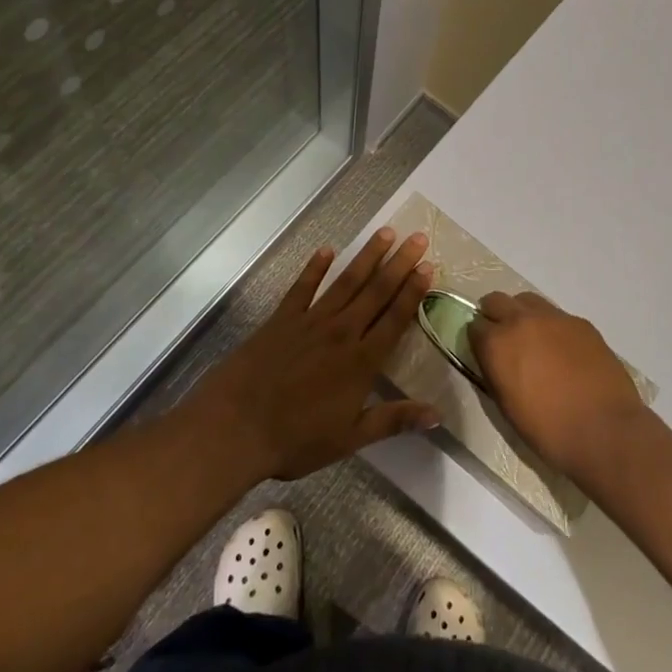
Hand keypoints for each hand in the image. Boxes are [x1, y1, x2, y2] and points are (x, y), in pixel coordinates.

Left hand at [189, 228, 439, 479]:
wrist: (235, 426)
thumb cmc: (296, 439)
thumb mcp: (350, 437)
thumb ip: (393, 420)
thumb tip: (437, 415)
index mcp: (361, 361)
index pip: (395, 319)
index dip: (413, 292)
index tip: (428, 266)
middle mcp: (341, 332)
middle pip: (375, 292)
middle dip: (399, 264)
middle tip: (417, 237)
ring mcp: (310, 322)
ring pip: (346, 282)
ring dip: (367, 256)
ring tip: (385, 232)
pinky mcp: (282, 319)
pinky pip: (303, 287)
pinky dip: (315, 267)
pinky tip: (327, 250)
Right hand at [468, 291, 653, 480]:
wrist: (604, 430)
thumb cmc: (548, 430)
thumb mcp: (506, 405)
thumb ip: (494, 372)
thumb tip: (494, 359)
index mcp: (497, 344)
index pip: (474, 326)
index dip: (478, 339)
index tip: (484, 352)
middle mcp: (521, 321)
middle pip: (496, 301)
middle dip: (494, 315)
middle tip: (503, 338)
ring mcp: (554, 318)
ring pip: (527, 301)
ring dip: (522, 314)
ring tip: (532, 339)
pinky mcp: (580, 322)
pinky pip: (557, 315)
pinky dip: (551, 326)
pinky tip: (562, 350)